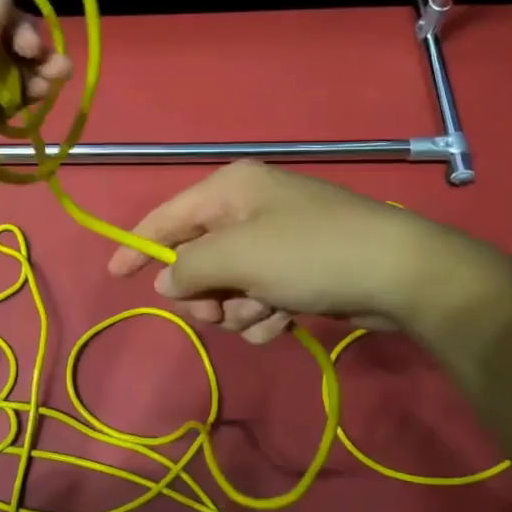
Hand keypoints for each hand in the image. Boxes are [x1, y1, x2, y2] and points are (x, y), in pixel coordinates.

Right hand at [108, 161, 477, 342]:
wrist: (396, 273)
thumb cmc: (309, 253)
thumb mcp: (238, 257)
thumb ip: (189, 267)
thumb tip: (166, 280)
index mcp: (230, 190)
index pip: (167, 216)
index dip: (138, 245)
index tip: (114, 275)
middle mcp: (249, 210)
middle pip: (197, 259)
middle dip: (204, 293)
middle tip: (215, 312)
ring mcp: (275, 242)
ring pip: (227, 288)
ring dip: (239, 310)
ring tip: (266, 314)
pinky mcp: (298, 272)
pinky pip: (259, 299)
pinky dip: (265, 315)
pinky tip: (286, 321)